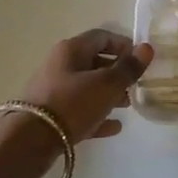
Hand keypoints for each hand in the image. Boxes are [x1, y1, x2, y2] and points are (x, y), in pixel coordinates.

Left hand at [17, 29, 153, 143]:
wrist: (30, 140)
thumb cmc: (72, 103)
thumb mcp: (106, 84)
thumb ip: (128, 68)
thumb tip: (147, 48)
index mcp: (72, 50)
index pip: (102, 36)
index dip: (124, 45)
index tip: (141, 60)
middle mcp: (61, 65)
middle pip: (95, 62)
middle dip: (118, 72)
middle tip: (137, 85)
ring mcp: (54, 90)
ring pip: (88, 87)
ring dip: (109, 94)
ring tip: (128, 105)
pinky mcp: (52, 115)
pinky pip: (81, 110)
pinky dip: (98, 115)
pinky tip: (115, 127)